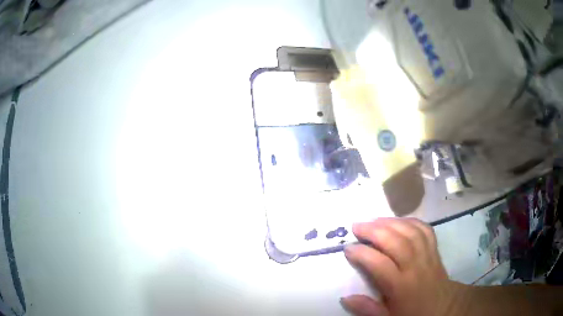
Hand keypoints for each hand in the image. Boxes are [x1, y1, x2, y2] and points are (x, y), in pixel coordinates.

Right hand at [341, 218, 466, 315]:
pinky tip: (399, 221)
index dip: (363, 253)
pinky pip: (425, 231)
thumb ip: (368, 310)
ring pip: (411, 232)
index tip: (348, 248)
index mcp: (402, 287)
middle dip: (374, 230)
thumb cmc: (413, 314)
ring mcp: (428, 256)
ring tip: (374, 220)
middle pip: (396, 242)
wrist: (442, 309)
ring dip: (391, 222)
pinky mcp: (435, 251)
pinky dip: (412, 222)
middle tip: (357, 226)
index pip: (380, 265)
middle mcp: (416, 268)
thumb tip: (345, 298)